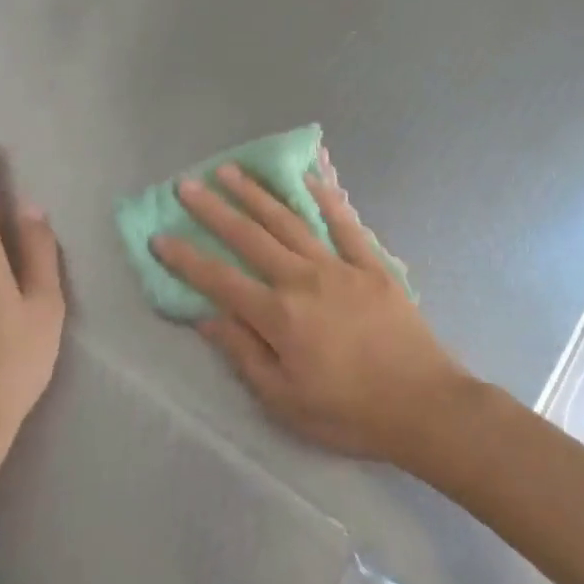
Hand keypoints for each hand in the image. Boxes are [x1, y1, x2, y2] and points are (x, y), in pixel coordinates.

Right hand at [153, 164, 471, 465]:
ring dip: (258, 194)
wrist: (424, 405)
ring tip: (232, 170)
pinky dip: (326, 197)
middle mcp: (304, 280)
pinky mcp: (372, 265)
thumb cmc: (349, 412)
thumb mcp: (284, 400)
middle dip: (215, 210)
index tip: (159, 236)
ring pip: (291, 221)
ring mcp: (341, 267)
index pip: (220, 280)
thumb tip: (206, 318)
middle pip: (250, 237)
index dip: (186, 258)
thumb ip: (244, 353)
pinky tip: (309, 175)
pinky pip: (346, 223)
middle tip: (188, 184)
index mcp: (279, 316)